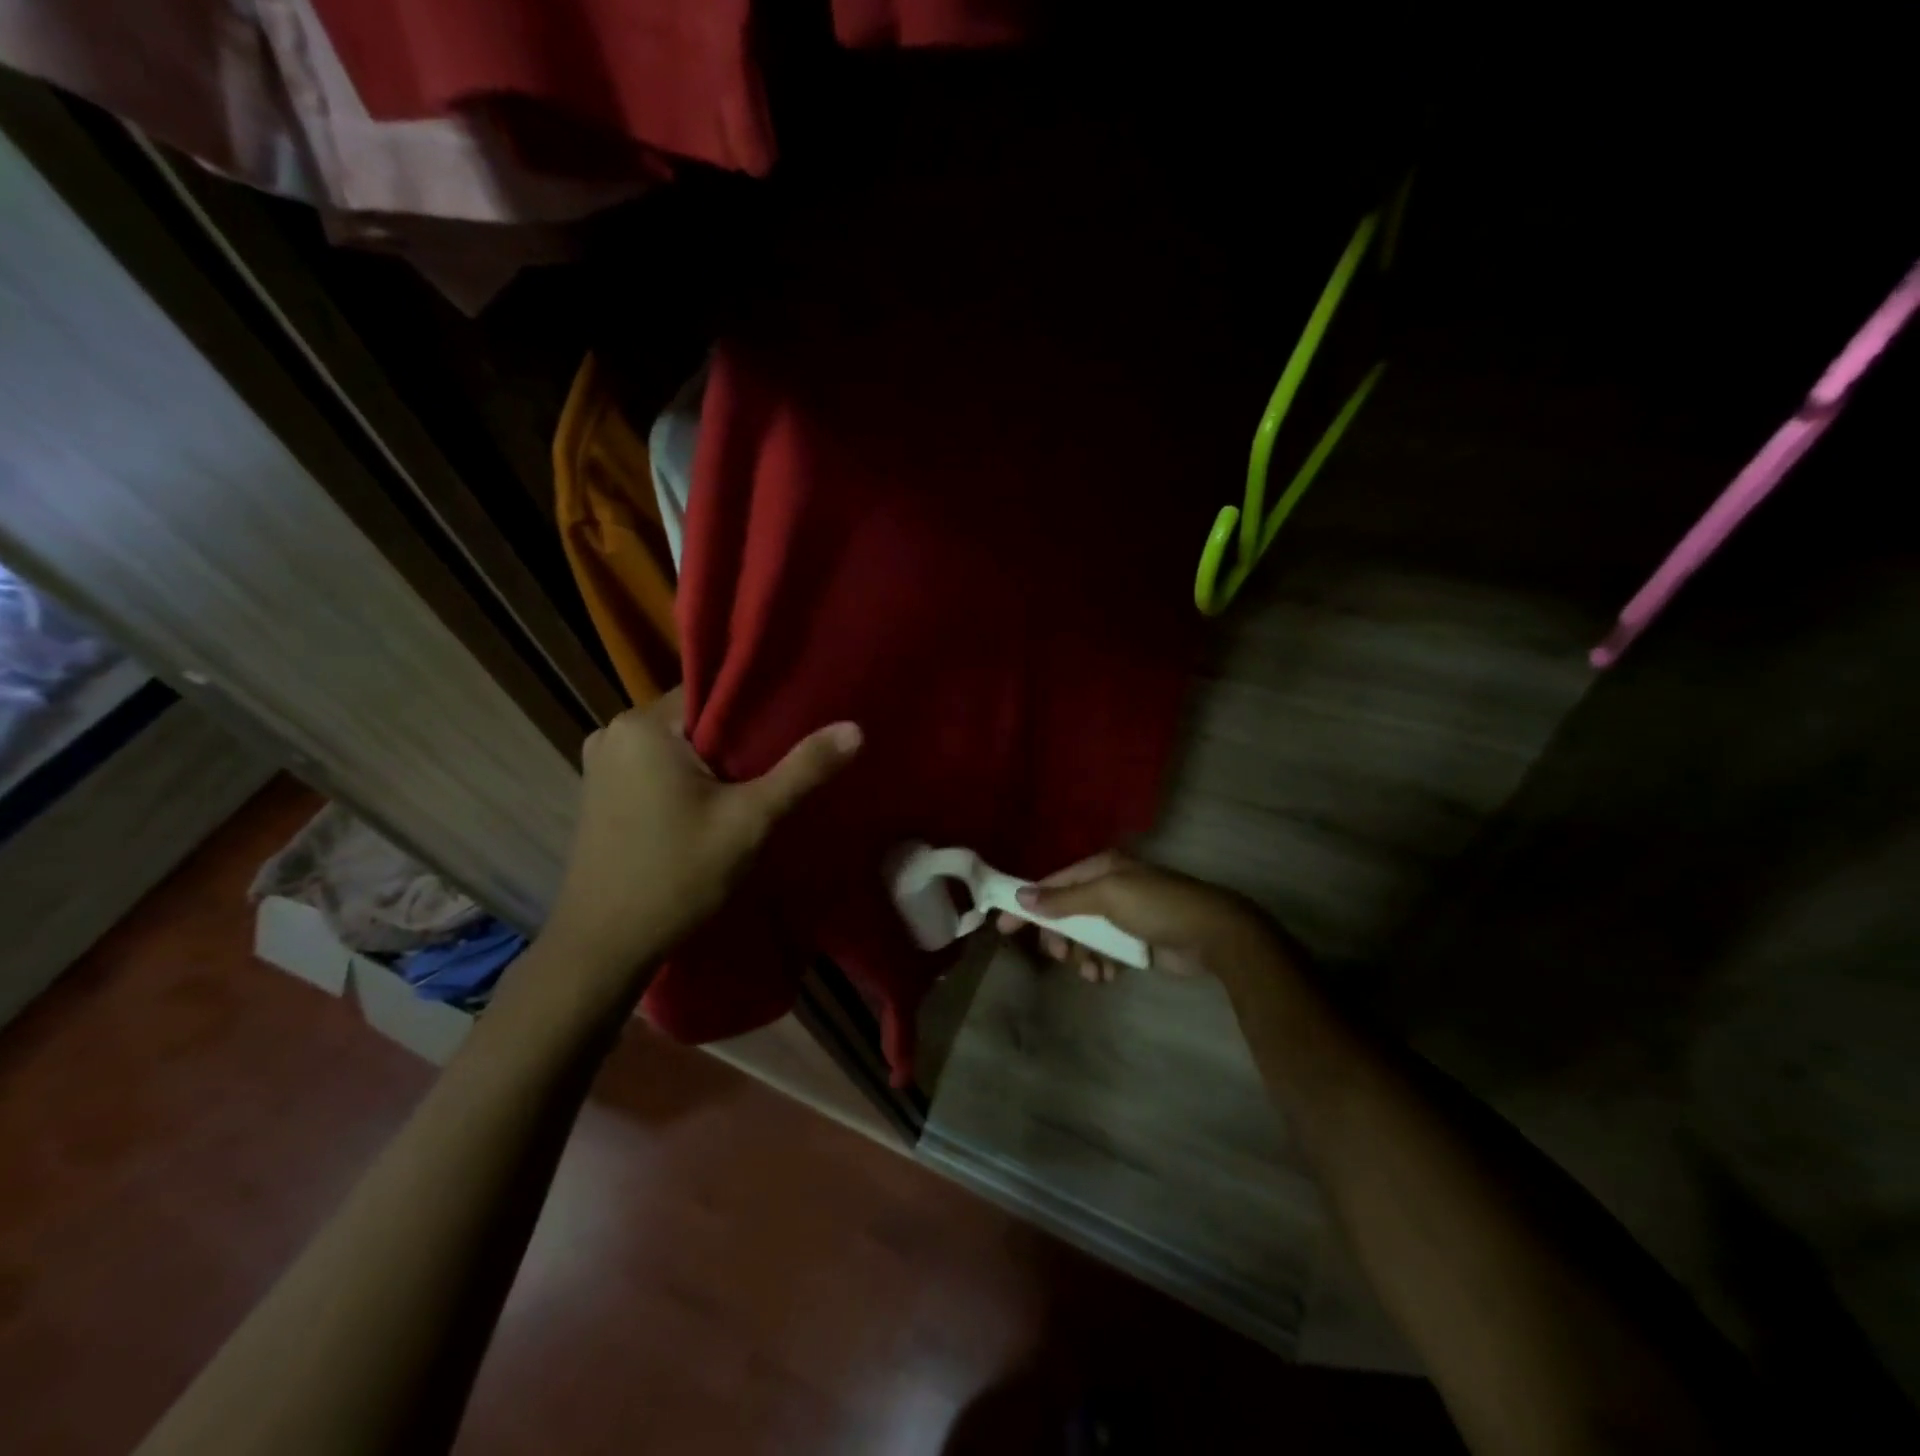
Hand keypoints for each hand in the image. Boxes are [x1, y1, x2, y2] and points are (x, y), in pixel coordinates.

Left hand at [543, 687, 860, 978]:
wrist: (604, 946)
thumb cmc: (677, 875)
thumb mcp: (749, 821)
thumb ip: (802, 771)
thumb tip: (855, 729)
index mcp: (643, 726)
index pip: (711, 693)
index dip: (756, 707)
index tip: (794, 724)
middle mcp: (614, 732)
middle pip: (695, 720)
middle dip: (737, 739)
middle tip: (782, 759)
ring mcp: (601, 763)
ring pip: (677, 746)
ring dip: (713, 762)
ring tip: (756, 782)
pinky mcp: (599, 792)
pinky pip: (656, 767)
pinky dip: (687, 778)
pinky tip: (715, 804)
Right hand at [996, 850, 1285, 983]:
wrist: (1213, 935)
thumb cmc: (1157, 907)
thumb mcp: (1107, 897)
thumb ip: (1064, 899)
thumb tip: (1021, 897)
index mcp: (1101, 868)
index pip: (1054, 884)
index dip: (1029, 904)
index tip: (1005, 926)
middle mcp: (1109, 887)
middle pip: (1066, 913)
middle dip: (1060, 936)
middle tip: (1060, 955)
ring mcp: (1123, 916)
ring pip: (1084, 937)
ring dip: (1081, 955)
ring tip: (1091, 970)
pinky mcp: (1135, 942)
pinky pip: (1104, 953)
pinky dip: (1100, 965)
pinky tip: (1106, 976)